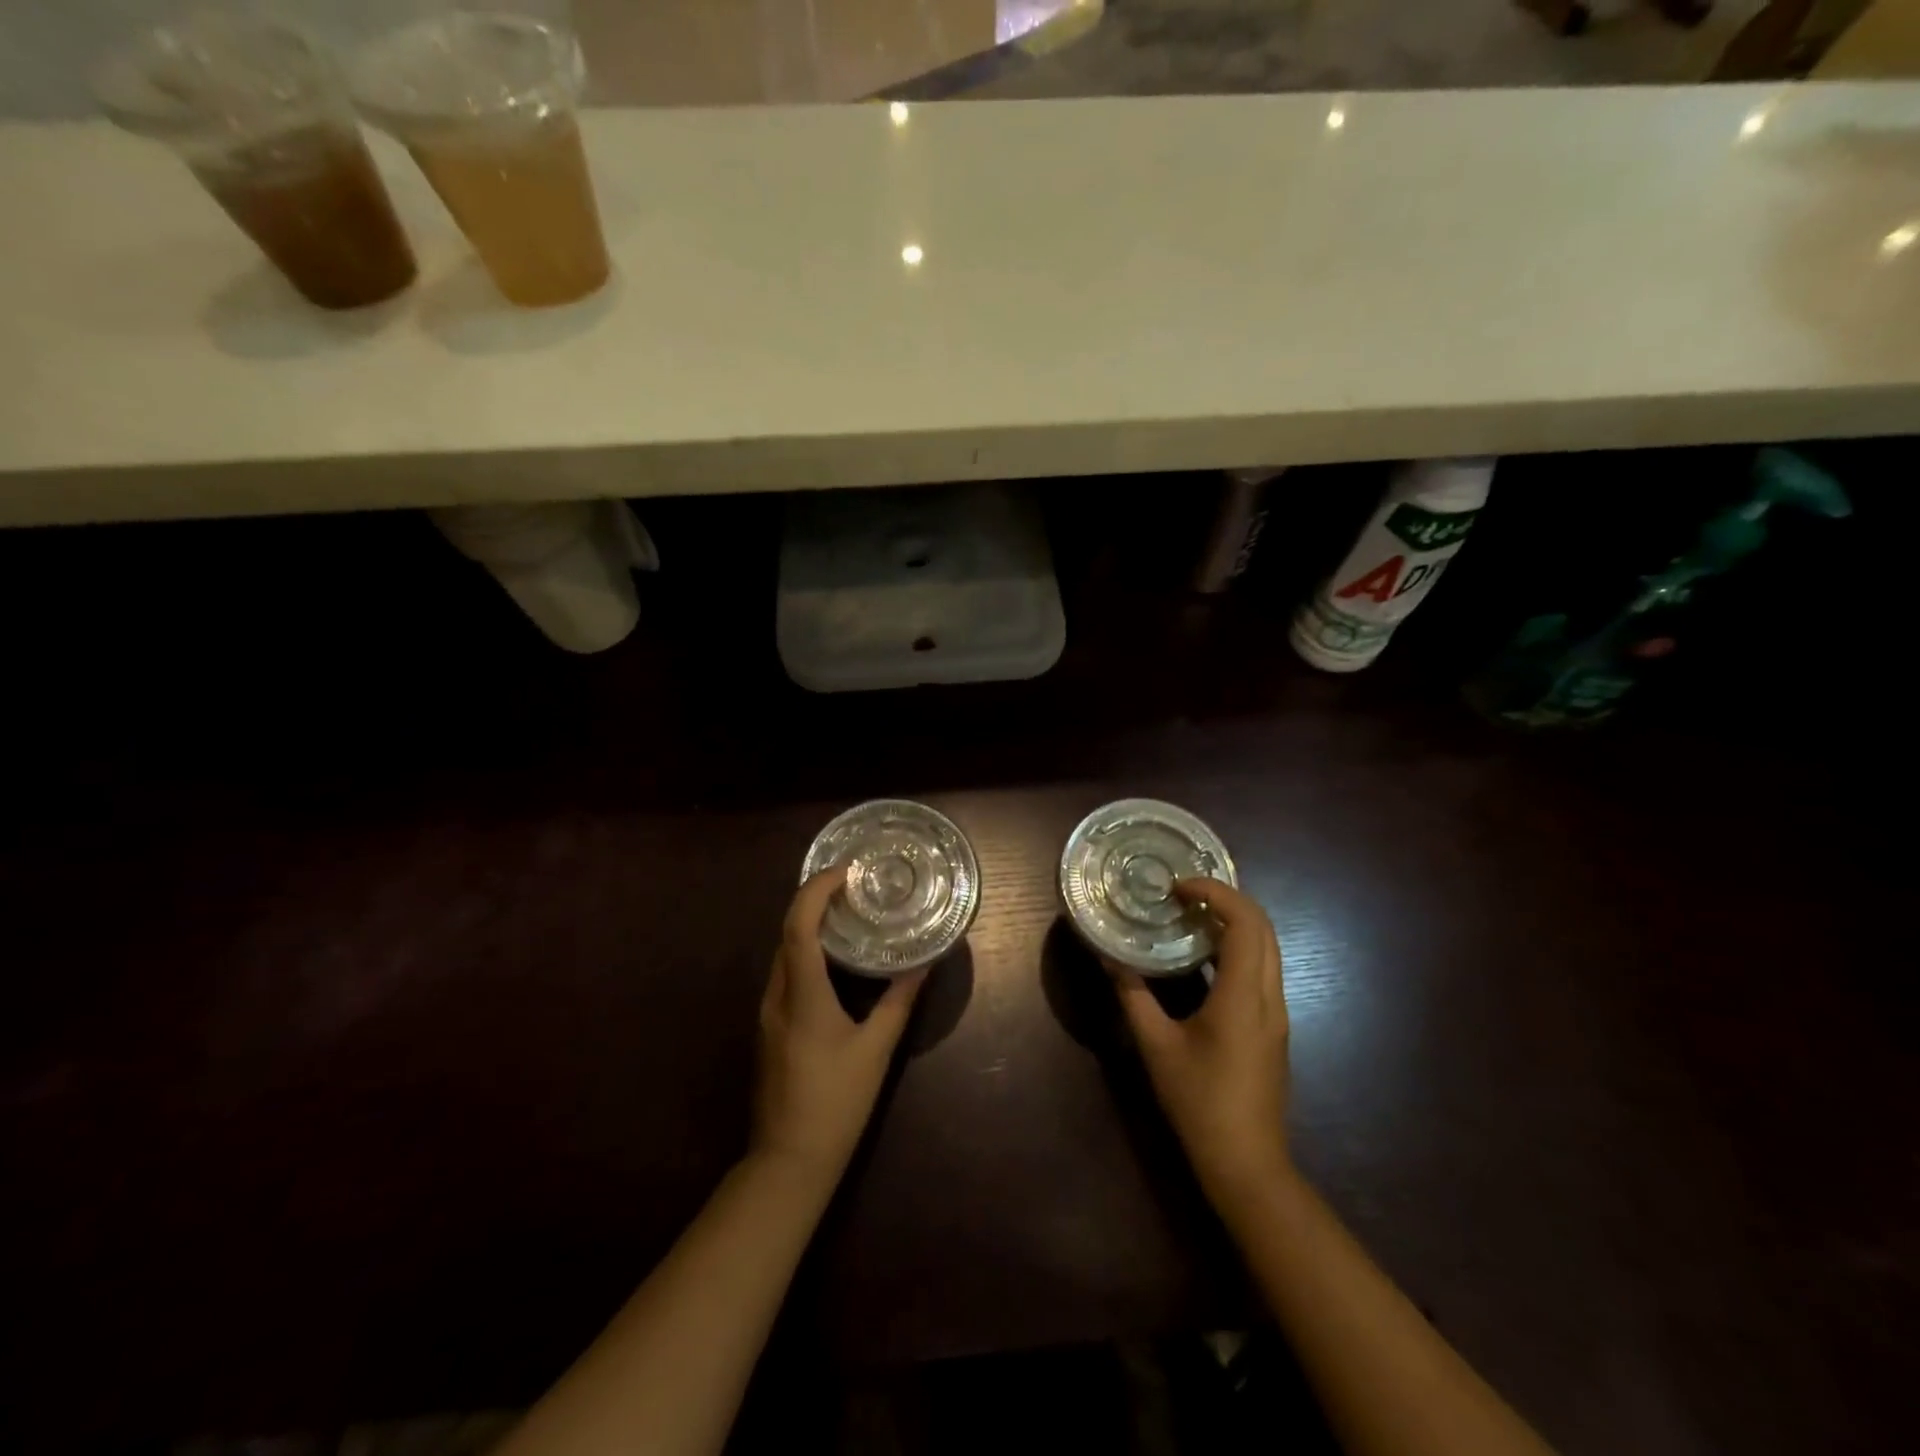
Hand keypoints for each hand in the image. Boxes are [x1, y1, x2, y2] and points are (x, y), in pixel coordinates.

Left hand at [751, 868, 926, 1184]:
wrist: (788, 1162)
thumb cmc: (836, 1103)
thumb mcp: (875, 1050)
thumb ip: (898, 1002)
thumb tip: (923, 965)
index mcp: (801, 996)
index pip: (798, 927)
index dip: (815, 891)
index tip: (842, 872)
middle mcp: (776, 997)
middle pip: (786, 934)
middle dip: (813, 903)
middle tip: (852, 888)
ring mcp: (767, 1014)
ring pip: (783, 955)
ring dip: (808, 928)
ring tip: (846, 916)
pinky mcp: (768, 1029)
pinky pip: (784, 976)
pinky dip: (805, 954)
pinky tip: (832, 962)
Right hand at [1109, 878, 1291, 1205]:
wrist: (1247, 1163)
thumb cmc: (1200, 1102)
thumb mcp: (1156, 1046)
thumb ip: (1133, 996)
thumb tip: (1109, 957)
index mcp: (1242, 996)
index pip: (1245, 923)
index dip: (1217, 893)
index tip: (1180, 887)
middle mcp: (1268, 997)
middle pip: (1264, 928)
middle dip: (1228, 899)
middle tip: (1184, 894)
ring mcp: (1276, 1013)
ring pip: (1267, 948)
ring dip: (1235, 922)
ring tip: (1191, 916)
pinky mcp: (1273, 1027)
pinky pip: (1262, 969)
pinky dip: (1238, 947)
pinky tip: (1203, 957)